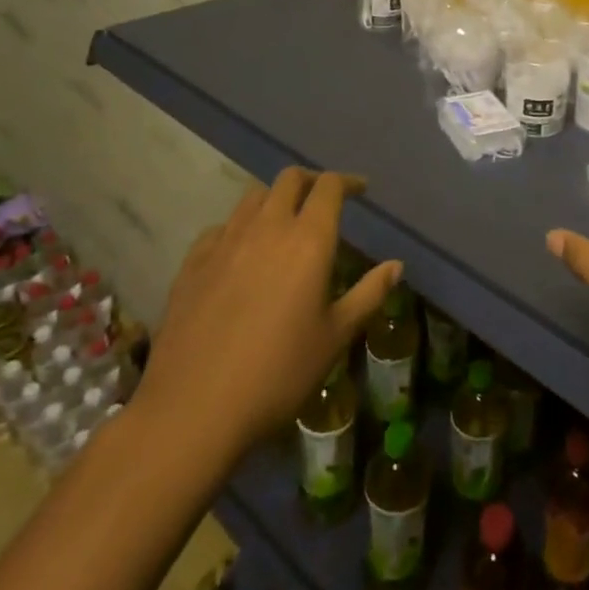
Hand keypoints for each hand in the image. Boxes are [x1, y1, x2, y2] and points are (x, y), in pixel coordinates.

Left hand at [133, 168, 401, 467]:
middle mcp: (267, 228)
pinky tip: (240, 253)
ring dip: (274, 199)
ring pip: (252, 197)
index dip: (348, 182)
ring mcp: (224, 243)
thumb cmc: (278, 373)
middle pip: (289, 179)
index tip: (361, 190)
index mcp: (308, 240)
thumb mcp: (334, 337)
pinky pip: (221, 227)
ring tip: (283, 223)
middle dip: (311, 181)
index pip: (329, 186)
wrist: (193, 410)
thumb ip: (368, 294)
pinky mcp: (192, 263)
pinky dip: (239, 227)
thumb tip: (396, 265)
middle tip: (323, 200)